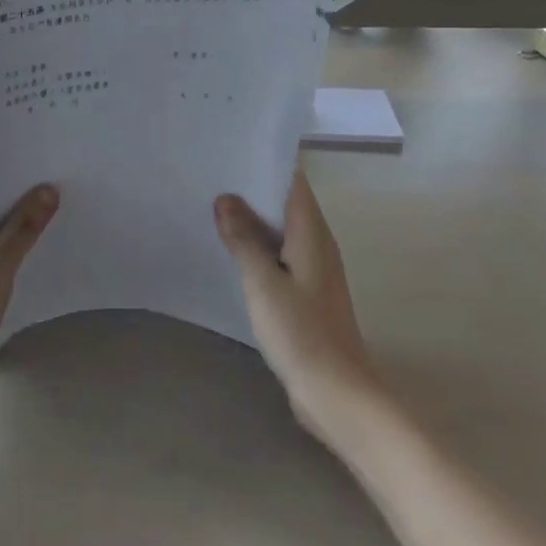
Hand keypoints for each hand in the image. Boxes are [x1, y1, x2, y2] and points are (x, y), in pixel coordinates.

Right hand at [216, 172, 377, 439]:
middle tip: (209, 176)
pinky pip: (279, 258)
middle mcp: (317, 245)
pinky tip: (229, 252)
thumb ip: (243, 239)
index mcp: (312, 234)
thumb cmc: (301, 333)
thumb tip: (226, 199)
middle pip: (284, 204)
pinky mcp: (305, 295)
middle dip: (250, 191)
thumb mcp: (263, 282)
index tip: (229, 150)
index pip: (292, 182)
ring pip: (280, 232)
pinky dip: (256, 249)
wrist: (337, 395)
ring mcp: (313, 271)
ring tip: (211, 207)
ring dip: (251, 222)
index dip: (264, 162)